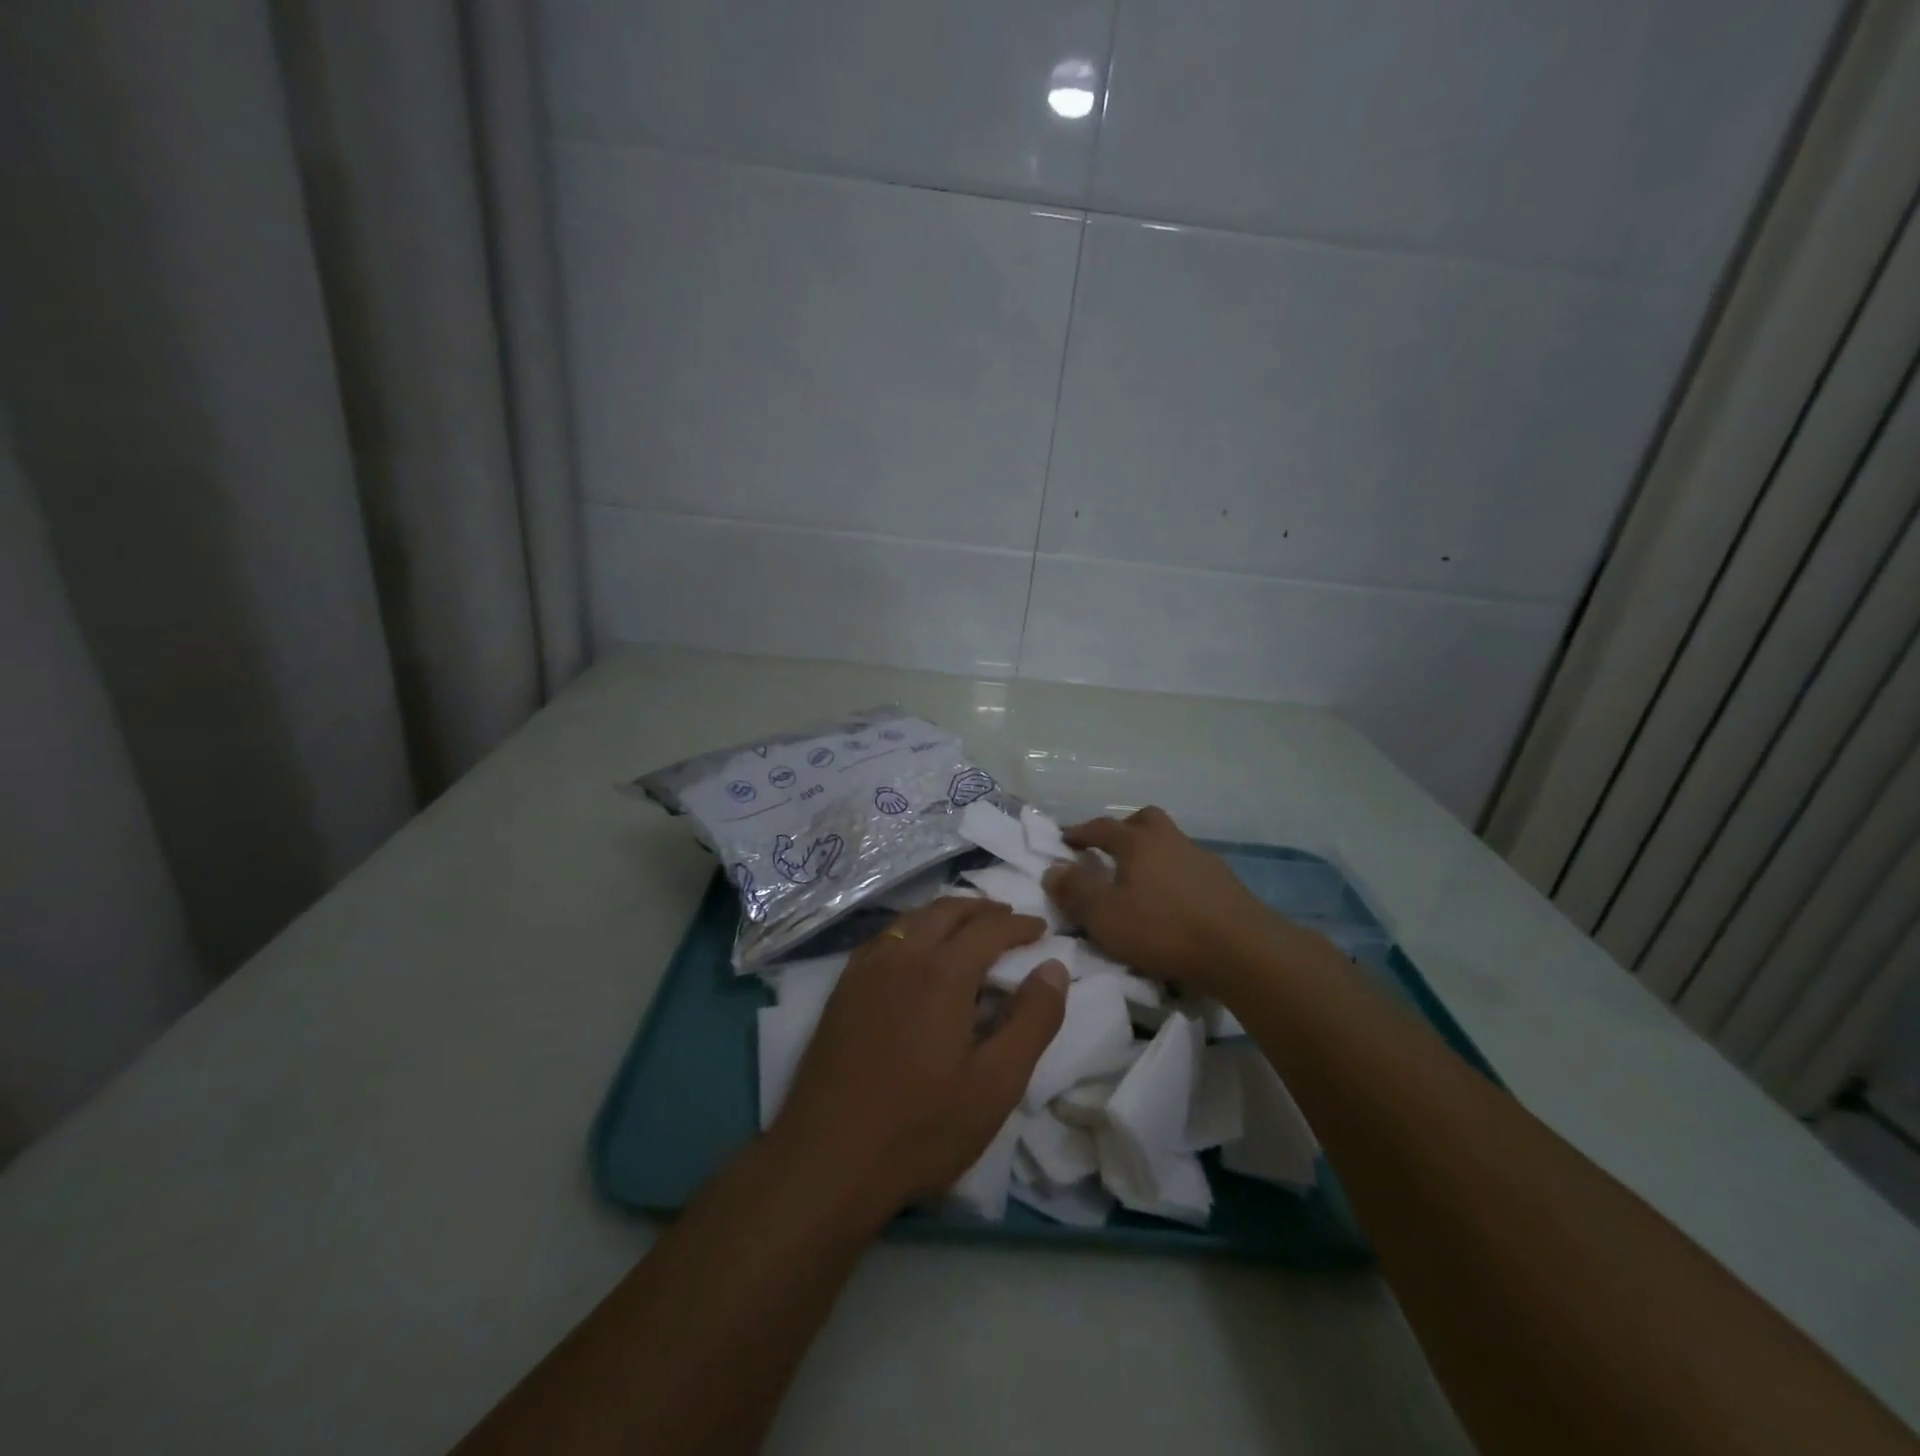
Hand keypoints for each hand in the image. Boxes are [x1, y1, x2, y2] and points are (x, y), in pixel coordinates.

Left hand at [769, 898, 1067, 1222]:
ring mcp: (865, 970)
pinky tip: (915, 952)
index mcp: (942, 972)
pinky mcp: (842, 989)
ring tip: (968, 928)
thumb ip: (1033, 1020)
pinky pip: (884, 938)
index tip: (1042, 930)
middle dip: (982, 909)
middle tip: (1008, 919)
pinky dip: (912, 929)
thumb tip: (1054, 967)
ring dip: (946, 914)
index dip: (1020, 925)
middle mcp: (902, 956)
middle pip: (947, 911)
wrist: (828, 1159)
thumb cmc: (922, 1126)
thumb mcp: (997, 1083)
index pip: (989, 929)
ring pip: (912, 919)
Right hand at [1043, 806, 1284, 990]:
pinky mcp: (1224, 884)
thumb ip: (1074, 891)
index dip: (1080, 831)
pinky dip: (1174, 878)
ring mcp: (1201, 859)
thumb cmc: (1162, 928)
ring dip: (1152, 855)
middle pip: (1145, 820)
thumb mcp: (1104, 915)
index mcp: (1138, 843)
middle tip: (1110, 850)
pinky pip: (1190, 869)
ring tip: (1141, 883)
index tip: (1065, 839)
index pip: (1102, 827)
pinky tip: (1172, 903)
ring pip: (1171, 844)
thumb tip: (1053, 869)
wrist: (1240, 949)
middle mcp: (1170, 841)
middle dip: (1124, 829)